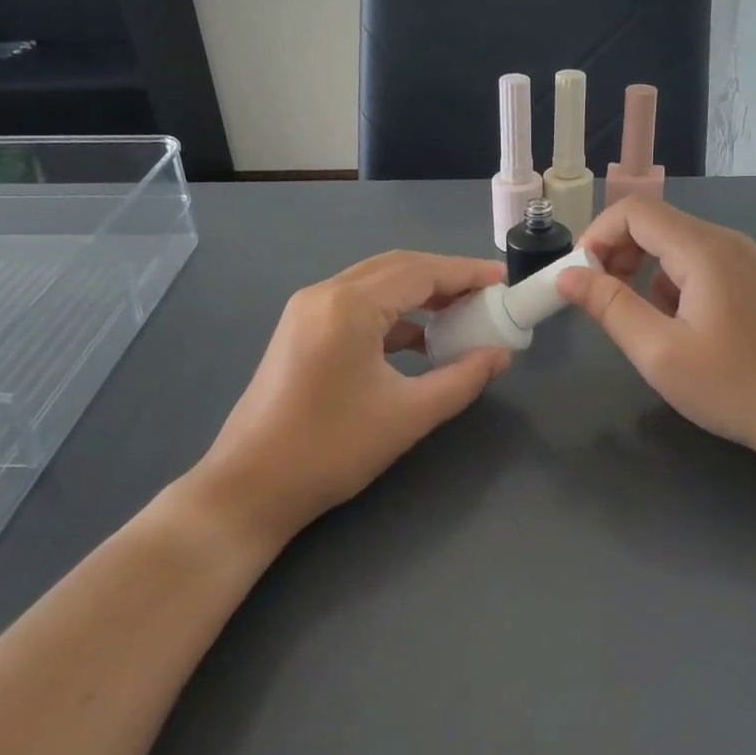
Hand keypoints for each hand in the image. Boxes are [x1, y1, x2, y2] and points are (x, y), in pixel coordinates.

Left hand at [189, 252, 512, 546]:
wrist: (250, 487)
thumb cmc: (332, 449)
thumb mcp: (409, 414)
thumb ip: (462, 379)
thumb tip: (500, 356)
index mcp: (350, 306)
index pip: (421, 272)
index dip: (467, 273)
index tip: (505, 281)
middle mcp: (325, 294)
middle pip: (397, 268)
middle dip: (446, 278)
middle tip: (487, 296)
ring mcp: (307, 311)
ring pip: (375, 285)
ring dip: (419, 295)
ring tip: (461, 315)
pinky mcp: (300, 332)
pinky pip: (357, 307)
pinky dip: (393, 315)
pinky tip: (420, 341)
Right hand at [557, 197, 755, 491]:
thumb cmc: (732, 388)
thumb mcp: (659, 352)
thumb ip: (609, 307)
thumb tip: (567, 275)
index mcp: (704, 250)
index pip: (634, 211)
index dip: (597, 237)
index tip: (580, 280)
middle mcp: (725, 242)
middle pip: (653, 224)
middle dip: (615, 255)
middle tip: (599, 301)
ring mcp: (741, 260)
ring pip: (672, 246)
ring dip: (641, 273)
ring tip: (638, 323)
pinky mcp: (747, 281)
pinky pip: (693, 266)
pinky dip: (668, 286)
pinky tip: (675, 328)